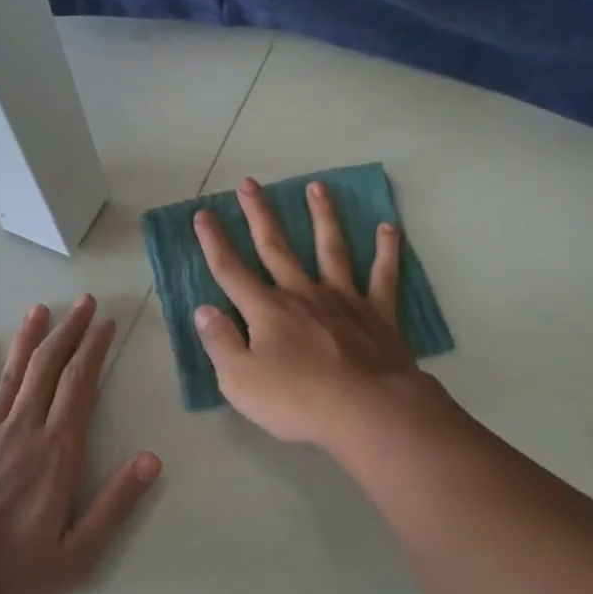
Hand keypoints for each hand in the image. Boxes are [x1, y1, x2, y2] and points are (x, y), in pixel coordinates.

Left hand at [0, 296, 161, 593]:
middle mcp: (22, 431)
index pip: (80, 386)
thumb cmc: (7, 577)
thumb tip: (151, 459)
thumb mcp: (75, 557)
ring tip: (41, 309)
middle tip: (84, 302)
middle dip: (69, 331)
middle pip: (49, 368)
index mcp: (56, 453)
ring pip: (12, 374)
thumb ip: (115, 505)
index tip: (105, 323)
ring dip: (29, 339)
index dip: (94, 350)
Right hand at [193, 177, 433, 448]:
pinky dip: (387, 251)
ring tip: (318, 187)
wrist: (366, 410)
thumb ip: (220, 342)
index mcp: (266, 310)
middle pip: (276, 247)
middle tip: (250, 183)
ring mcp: (343, 300)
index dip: (214, 242)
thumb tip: (204, 310)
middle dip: (260, 214)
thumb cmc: (297, 400)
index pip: (231, 270)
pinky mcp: (378, 314)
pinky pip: (383, 276)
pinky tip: (389, 228)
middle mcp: (303, 294)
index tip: (203, 214)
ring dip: (323, 216)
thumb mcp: (239, 380)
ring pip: (331, 248)